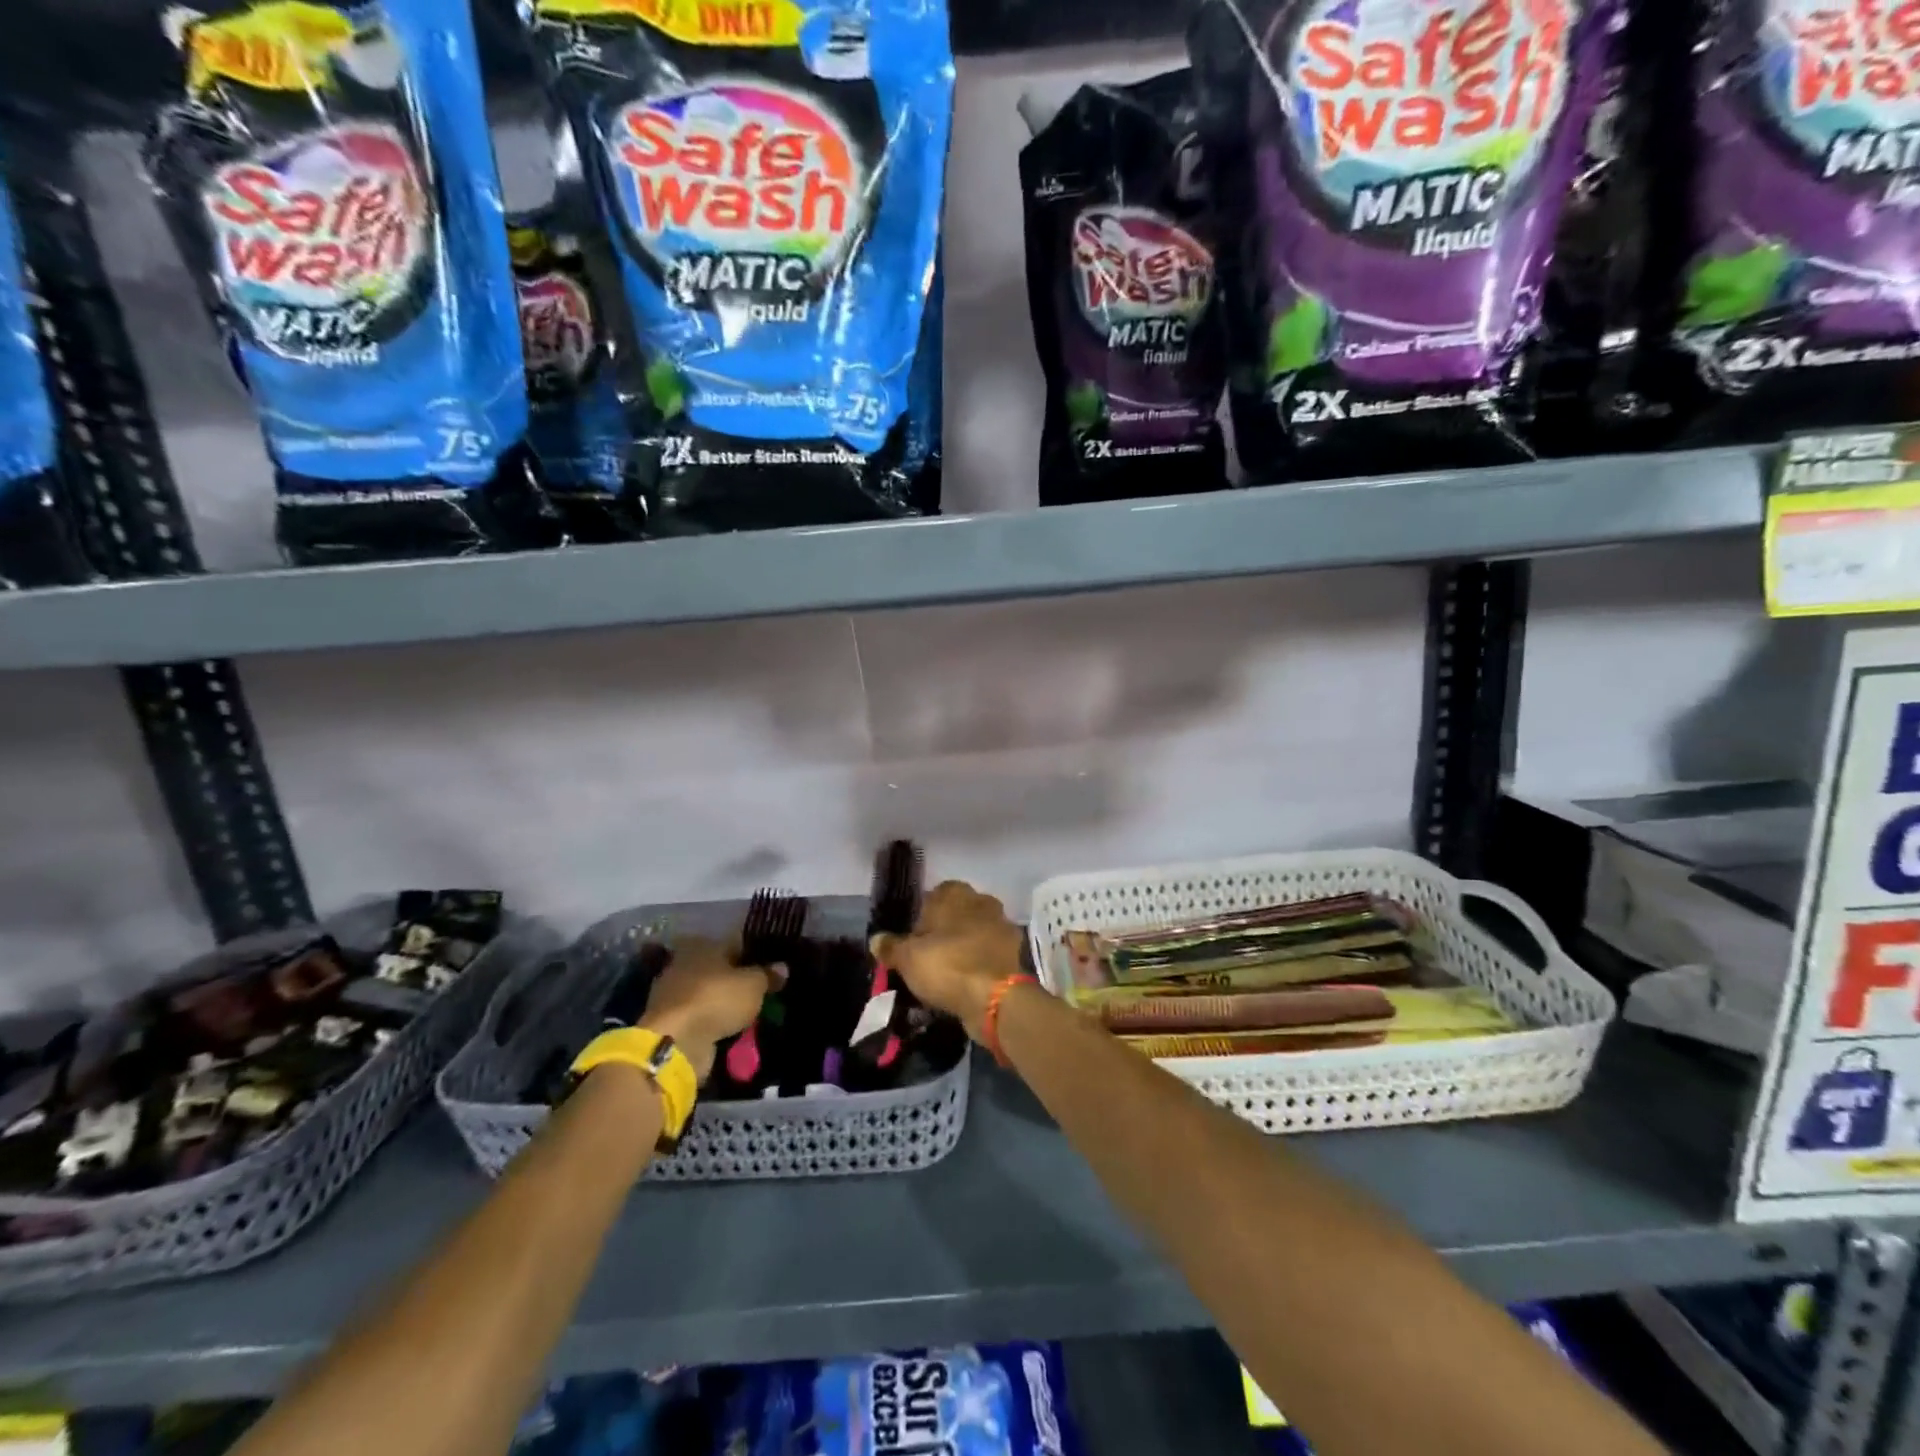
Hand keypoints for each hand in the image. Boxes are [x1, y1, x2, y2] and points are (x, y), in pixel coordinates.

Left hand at [639, 935, 784, 1082]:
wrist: (675, 1042)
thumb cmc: (716, 999)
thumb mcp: (753, 985)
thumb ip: (768, 975)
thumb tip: (782, 967)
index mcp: (703, 945)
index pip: (734, 944)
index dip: (754, 956)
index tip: (770, 969)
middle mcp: (684, 963)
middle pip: (718, 970)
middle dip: (737, 981)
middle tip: (760, 994)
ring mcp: (673, 993)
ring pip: (708, 995)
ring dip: (724, 1004)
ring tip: (748, 1016)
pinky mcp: (668, 1021)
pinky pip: (699, 1018)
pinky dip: (712, 1023)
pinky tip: (729, 1030)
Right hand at [871, 880, 1023, 1041]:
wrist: (996, 997)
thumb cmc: (947, 965)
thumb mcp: (908, 958)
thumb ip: (891, 947)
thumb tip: (876, 940)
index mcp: (955, 893)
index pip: (933, 895)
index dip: (921, 918)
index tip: (913, 942)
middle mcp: (982, 901)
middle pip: (956, 914)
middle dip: (944, 932)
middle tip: (928, 958)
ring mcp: (1002, 925)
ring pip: (974, 933)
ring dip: (963, 947)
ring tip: (946, 975)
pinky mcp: (1014, 951)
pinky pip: (988, 954)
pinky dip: (979, 964)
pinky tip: (967, 983)